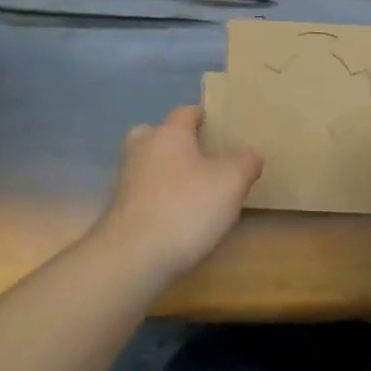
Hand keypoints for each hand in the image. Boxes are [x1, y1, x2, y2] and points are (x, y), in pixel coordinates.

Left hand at [95, 105, 262, 284]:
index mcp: (168, 133)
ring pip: (146, 163)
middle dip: (175, 141)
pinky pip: (142, 193)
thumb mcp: (231, 182)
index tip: (217, 125)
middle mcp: (142, 149)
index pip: (185, 112)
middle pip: (156, 134)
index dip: (202, 116)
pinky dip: (156, 197)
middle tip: (199, 155)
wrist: (134, 257)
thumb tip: (250, 153)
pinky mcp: (119, 211)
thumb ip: (245, 162)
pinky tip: (175, 216)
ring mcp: (126, 180)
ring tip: (190, 188)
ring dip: (164, 170)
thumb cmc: (186, 207)